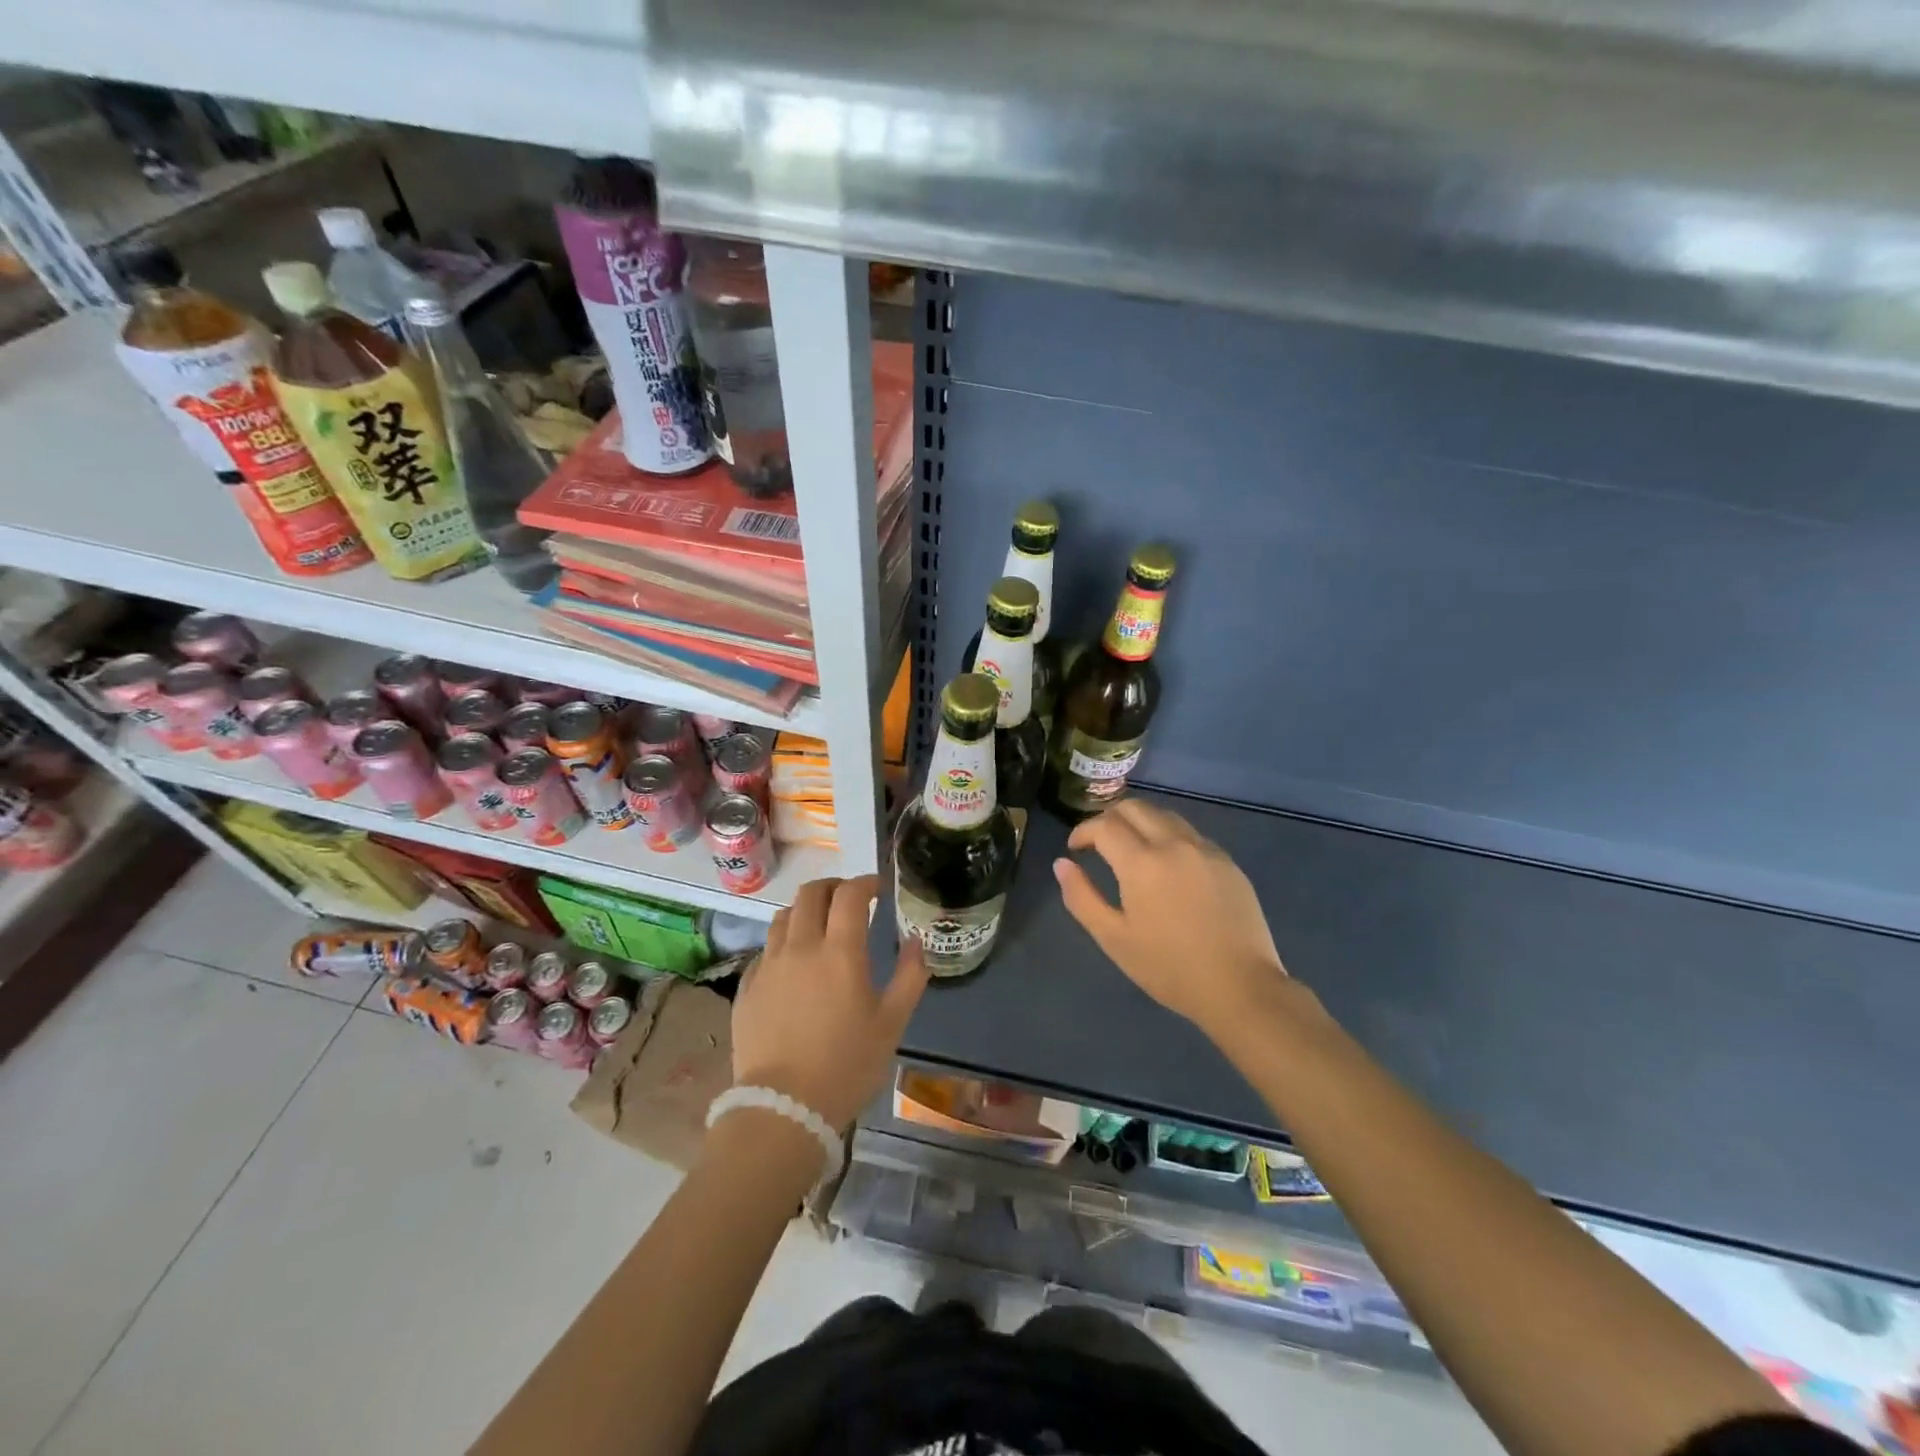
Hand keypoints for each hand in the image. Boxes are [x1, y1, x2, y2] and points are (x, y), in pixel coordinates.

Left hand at [730, 875, 929, 1131]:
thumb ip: (910, 976)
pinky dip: (784, 942)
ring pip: (783, 916)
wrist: (783, 1109)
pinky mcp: (747, 987)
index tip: (878, 888)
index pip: (850, 895)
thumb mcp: (892, 1024)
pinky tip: (793, 962)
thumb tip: (917, 941)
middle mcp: (801, 947)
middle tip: (849, 898)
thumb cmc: (847, 1065)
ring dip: (805, 910)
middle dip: (833, 886)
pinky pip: (765, 949)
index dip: (866, 883)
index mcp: (840, 952)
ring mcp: (768, 965)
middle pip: (811, 893)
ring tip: (819, 924)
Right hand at [1054, 800, 1288, 1038]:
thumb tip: (1062, 864)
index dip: (1083, 831)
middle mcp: (1174, 843)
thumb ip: (1081, 897)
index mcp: (1142, 862)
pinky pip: (1190, 834)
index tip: (1075, 849)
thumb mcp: (1113, 938)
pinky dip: (1168, 836)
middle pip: (1134, 807)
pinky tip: (1167, 866)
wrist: (1241, 987)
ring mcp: (1205, 849)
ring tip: (1130, 850)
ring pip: (1165, 815)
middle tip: (1098, 844)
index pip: (1104, 825)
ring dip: (1140, 822)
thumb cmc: (1169, 968)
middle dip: (1109, 818)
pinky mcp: (1227, 862)